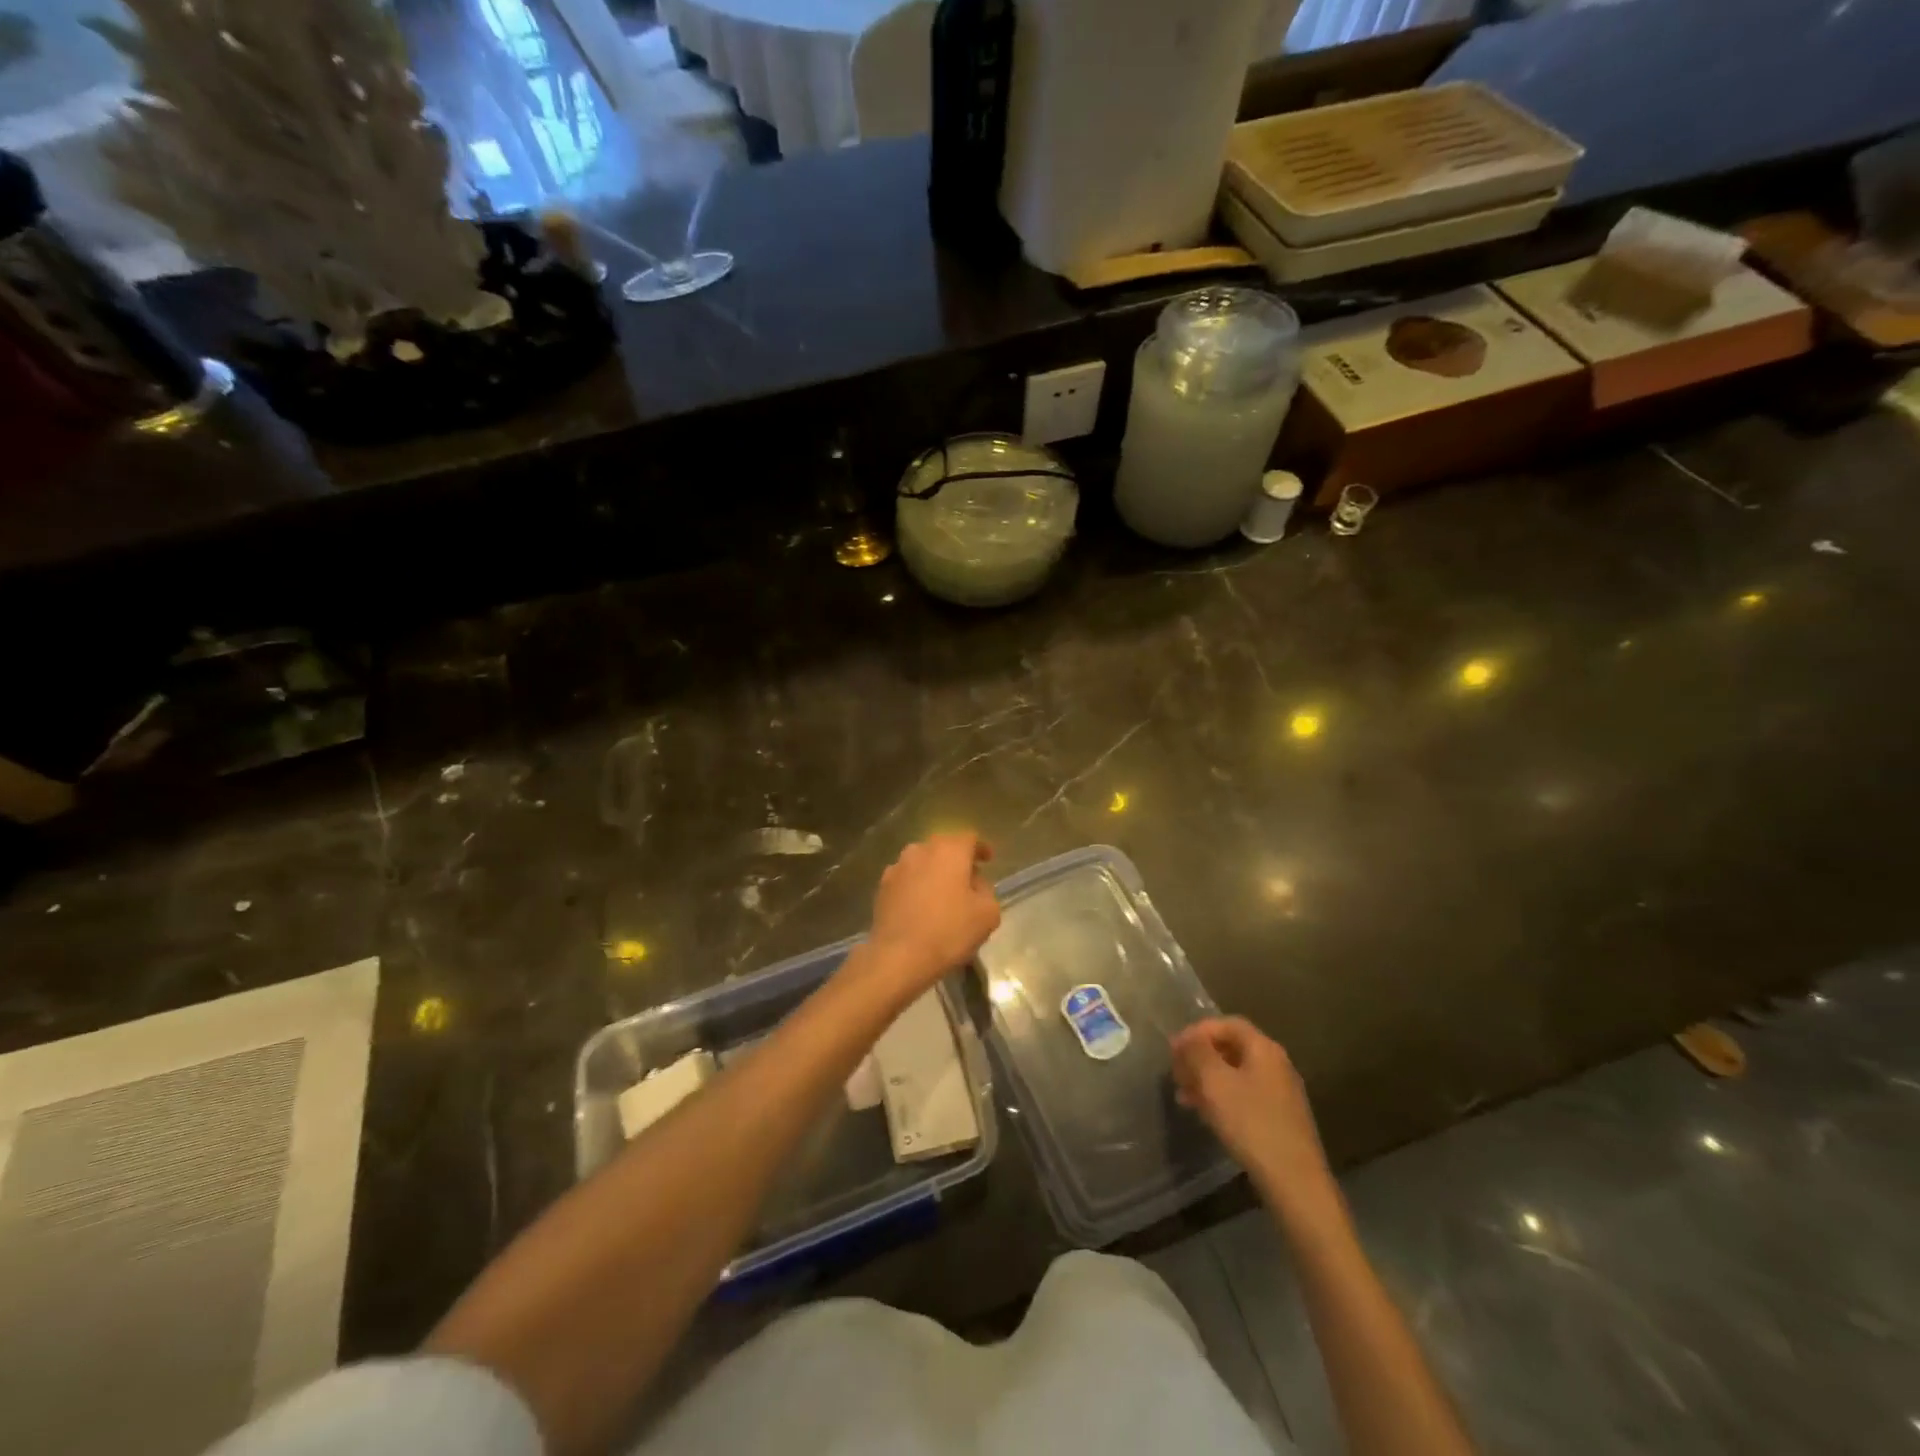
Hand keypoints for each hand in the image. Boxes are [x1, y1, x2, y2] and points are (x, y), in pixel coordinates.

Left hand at [866, 833, 1000, 993]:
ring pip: (922, 862)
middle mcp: (921, 850)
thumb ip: (987, 892)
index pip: (970, 839)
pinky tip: (921, 907)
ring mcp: (897, 867)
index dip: (981, 849)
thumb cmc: (949, 931)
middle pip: (943, 848)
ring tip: (942, 894)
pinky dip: (916, 887)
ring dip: (934, 873)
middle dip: (957, 860)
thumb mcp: (988, 914)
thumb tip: (975, 885)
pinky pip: (906, 879)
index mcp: (950, 850)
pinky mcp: (882, 887)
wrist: (898, 956)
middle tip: (968, 880)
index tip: (988, 860)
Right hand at [1172, 1017, 1337, 1222]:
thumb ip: (1196, 1052)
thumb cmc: (1251, 1124)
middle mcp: (1276, 1064)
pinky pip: (1245, 1096)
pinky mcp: (1281, 1119)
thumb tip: (1186, 1039)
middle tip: (1176, 1074)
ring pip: (1236, 1074)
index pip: (1226, 1024)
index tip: (1173, 1050)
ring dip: (1207, 1080)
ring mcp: (1281, 1093)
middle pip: (1231, 1048)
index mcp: (1263, 1048)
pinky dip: (1222, 1098)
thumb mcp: (1214, 1082)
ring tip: (1184, 1097)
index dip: (1197, 1031)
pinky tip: (1207, 1115)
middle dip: (1200, 1057)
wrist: (1295, 1183)